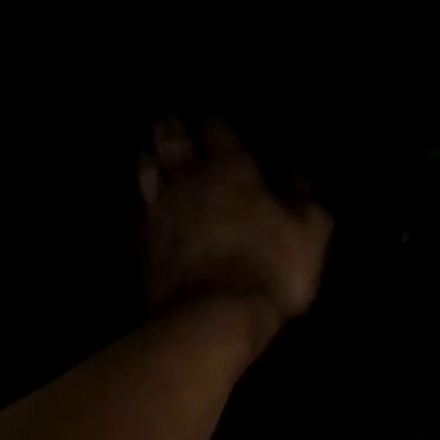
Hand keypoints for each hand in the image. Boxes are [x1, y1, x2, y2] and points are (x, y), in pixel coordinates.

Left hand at [138, 116, 331, 339]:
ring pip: (142, 168)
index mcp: (231, 169)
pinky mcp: (138, 243)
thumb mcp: (310, 234)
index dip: (215, 122)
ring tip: (148, 154)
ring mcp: (157, 210)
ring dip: (146, 157)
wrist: (213, 317)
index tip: (215, 122)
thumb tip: (297, 172)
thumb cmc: (270, 271)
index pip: (218, 128)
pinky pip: (129, 212)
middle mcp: (187, 180)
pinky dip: (131, 203)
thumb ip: (305, 198)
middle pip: (170, 138)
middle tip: (172, 124)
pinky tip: (133, 205)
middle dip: (171, 127)